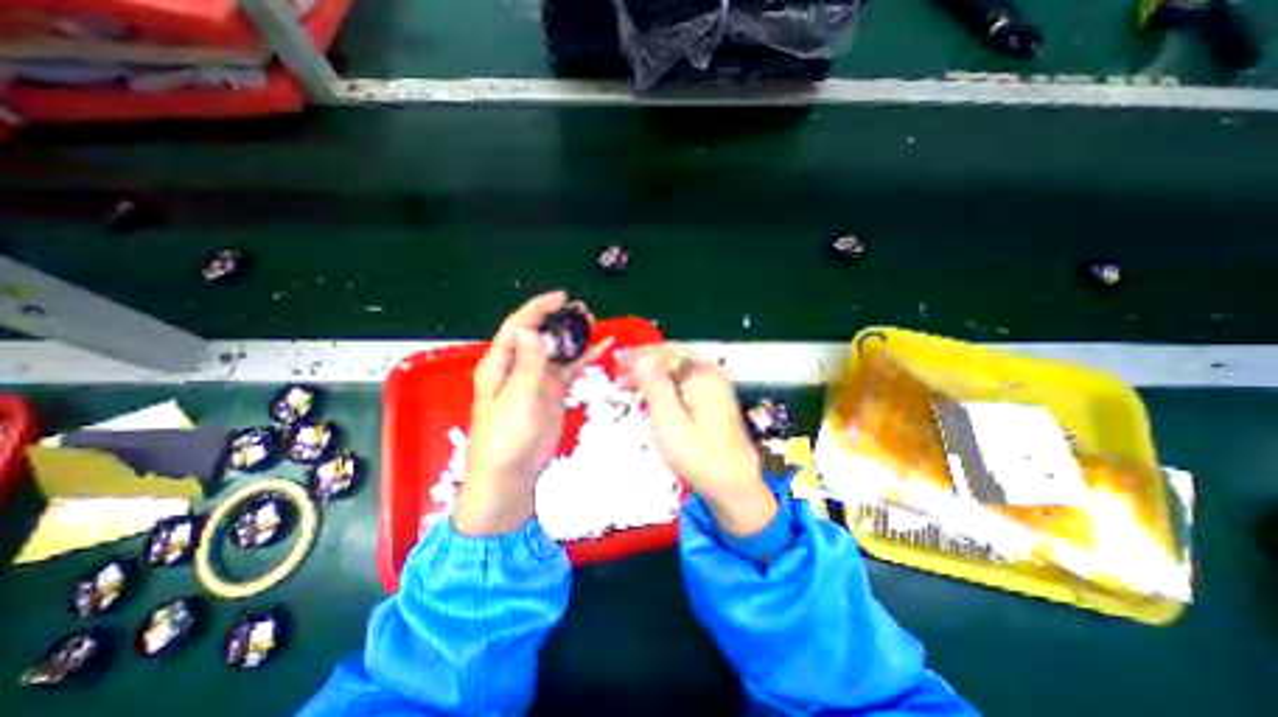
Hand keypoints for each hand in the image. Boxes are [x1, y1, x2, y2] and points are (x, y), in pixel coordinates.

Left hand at [453, 287, 613, 534]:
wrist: (512, 474)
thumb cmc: (507, 435)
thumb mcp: (518, 396)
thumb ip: (528, 363)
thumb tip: (529, 329)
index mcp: (501, 363)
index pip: (518, 326)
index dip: (537, 308)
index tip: (561, 297)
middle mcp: (518, 366)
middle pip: (540, 335)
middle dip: (559, 320)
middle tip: (584, 312)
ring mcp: (538, 379)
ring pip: (557, 351)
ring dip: (574, 338)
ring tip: (594, 324)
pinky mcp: (552, 392)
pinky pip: (570, 370)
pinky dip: (584, 359)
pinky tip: (601, 349)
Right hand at [622, 345, 779, 537]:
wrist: (734, 485)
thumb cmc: (699, 456)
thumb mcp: (669, 422)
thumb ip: (654, 386)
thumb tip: (638, 357)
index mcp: (702, 374)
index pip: (664, 353)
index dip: (637, 357)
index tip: (615, 367)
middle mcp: (711, 373)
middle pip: (672, 355)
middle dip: (644, 361)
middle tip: (620, 373)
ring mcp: (715, 385)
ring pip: (678, 367)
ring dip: (654, 371)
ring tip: (631, 382)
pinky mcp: (714, 398)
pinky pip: (685, 380)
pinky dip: (666, 382)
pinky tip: (653, 393)